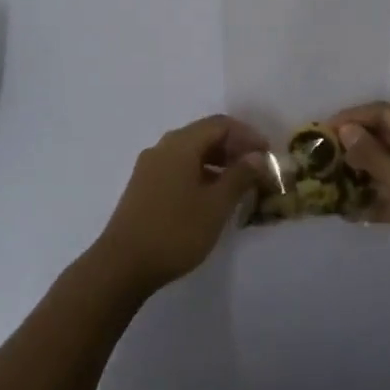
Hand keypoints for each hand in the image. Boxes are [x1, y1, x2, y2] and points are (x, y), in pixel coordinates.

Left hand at [92, 114, 265, 295]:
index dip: (247, 135)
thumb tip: (257, 156)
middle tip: (256, 169)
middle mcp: (163, 148)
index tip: (268, 154)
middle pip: (204, 135)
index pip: (220, 124)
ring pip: (191, 153)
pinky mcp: (143, 187)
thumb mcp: (216, 205)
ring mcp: (150, 167)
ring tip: (238, 185)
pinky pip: (178, 168)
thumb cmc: (175, 231)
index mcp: (181, 144)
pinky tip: (211, 197)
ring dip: (217, 162)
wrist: (121, 265)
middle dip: (233, 148)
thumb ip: (239, 176)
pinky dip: (200, 174)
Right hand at [331, 102, 389, 296]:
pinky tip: (349, 210)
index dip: (353, 117)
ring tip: (329, 181)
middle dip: (355, 145)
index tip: (323, 130)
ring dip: (362, 171)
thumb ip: (370, 153)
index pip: (384, 112)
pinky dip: (376, 196)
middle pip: (386, 136)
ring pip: (389, 164)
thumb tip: (347, 129)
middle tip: (322, 156)